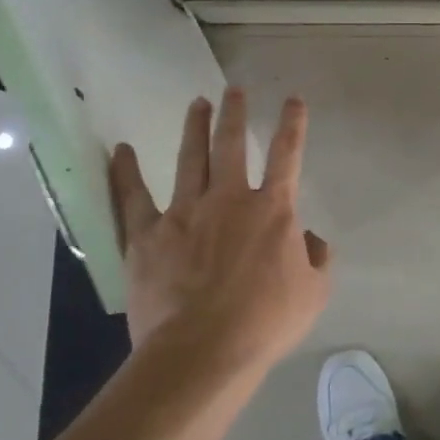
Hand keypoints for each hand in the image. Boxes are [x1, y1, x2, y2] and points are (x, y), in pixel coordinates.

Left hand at [108, 89, 332, 373]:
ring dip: (195, 128)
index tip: (293, 100)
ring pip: (191, 159)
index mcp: (273, 210)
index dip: (292, 125)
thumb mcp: (314, 293)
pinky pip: (132, 197)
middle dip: (234, 114)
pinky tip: (121, 150)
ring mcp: (185, 213)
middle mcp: (230, 199)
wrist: (204, 350)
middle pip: (231, 145)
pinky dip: (125, 172)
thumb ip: (318, 258)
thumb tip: (311, 238)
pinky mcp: (147, 234)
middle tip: (233, 90)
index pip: (287, 155)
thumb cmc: (266, 322)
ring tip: (197, 103)